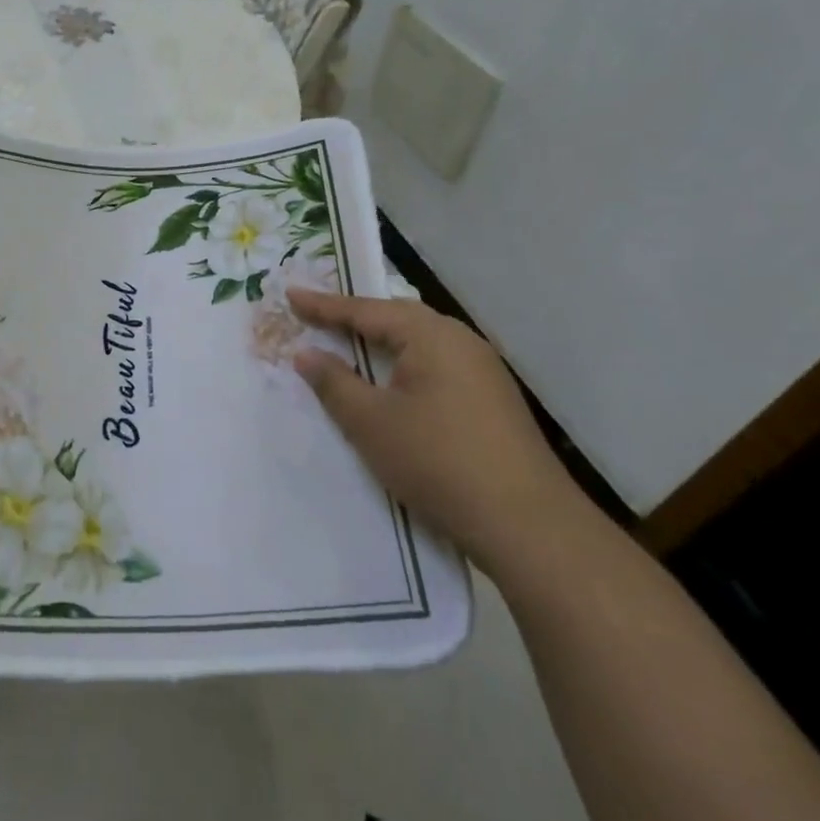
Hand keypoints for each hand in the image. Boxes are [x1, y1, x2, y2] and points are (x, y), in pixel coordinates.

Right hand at [288, 289, 583, 574]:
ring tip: (349, 344)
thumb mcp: (371, 422)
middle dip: (355, 318)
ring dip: (381, 344)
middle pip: (396, 320)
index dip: (323, 305)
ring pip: (419, 344)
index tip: (290, 294)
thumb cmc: (438, 462)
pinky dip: (405, 366)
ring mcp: (483, 370)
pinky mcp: (493, 400)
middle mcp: (460, 341)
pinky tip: (394, 384)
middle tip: (317, 315)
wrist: (529, 526)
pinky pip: (436, 366)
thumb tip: (306, 353)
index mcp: (430, 335)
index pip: (365, 311)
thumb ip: (334, 382)